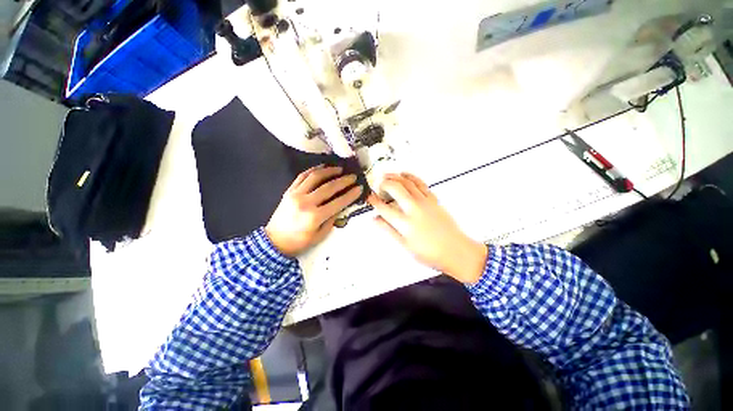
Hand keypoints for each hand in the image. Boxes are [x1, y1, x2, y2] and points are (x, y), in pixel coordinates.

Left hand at [266, 165, 362, 256]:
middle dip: (343, 181)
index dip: (350, 194)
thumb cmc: (299, 242)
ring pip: (315, 177)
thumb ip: (332, 220)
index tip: (359, 188)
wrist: (274, 241)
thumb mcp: (320, 236)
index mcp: (315, 217)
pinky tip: (321, 168)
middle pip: (328, 187)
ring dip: (329, 171)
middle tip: (352, 176)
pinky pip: (302, 176)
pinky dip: (313, 170)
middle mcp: (305, 202)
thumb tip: (341, 206)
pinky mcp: (289, 191)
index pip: (338, 202)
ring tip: (339, 168)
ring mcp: (295, 194)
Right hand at [368, 173, 487, 282]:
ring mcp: (424, 202)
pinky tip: (404, 174)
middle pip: (395, 189)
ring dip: (395, 176)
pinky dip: (411, 176)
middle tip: (377, 184)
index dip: (374, 201)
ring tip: (386, 175)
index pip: (384, 208)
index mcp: (404, 223)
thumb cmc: (430, 253)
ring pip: (407, 183)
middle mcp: (413, 209)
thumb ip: (389, 230)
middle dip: (383, 183)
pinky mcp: (433, 199)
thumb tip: (374, 219)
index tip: (369, 197)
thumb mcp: (405, 246)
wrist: (457, 251)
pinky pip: (421, 183)